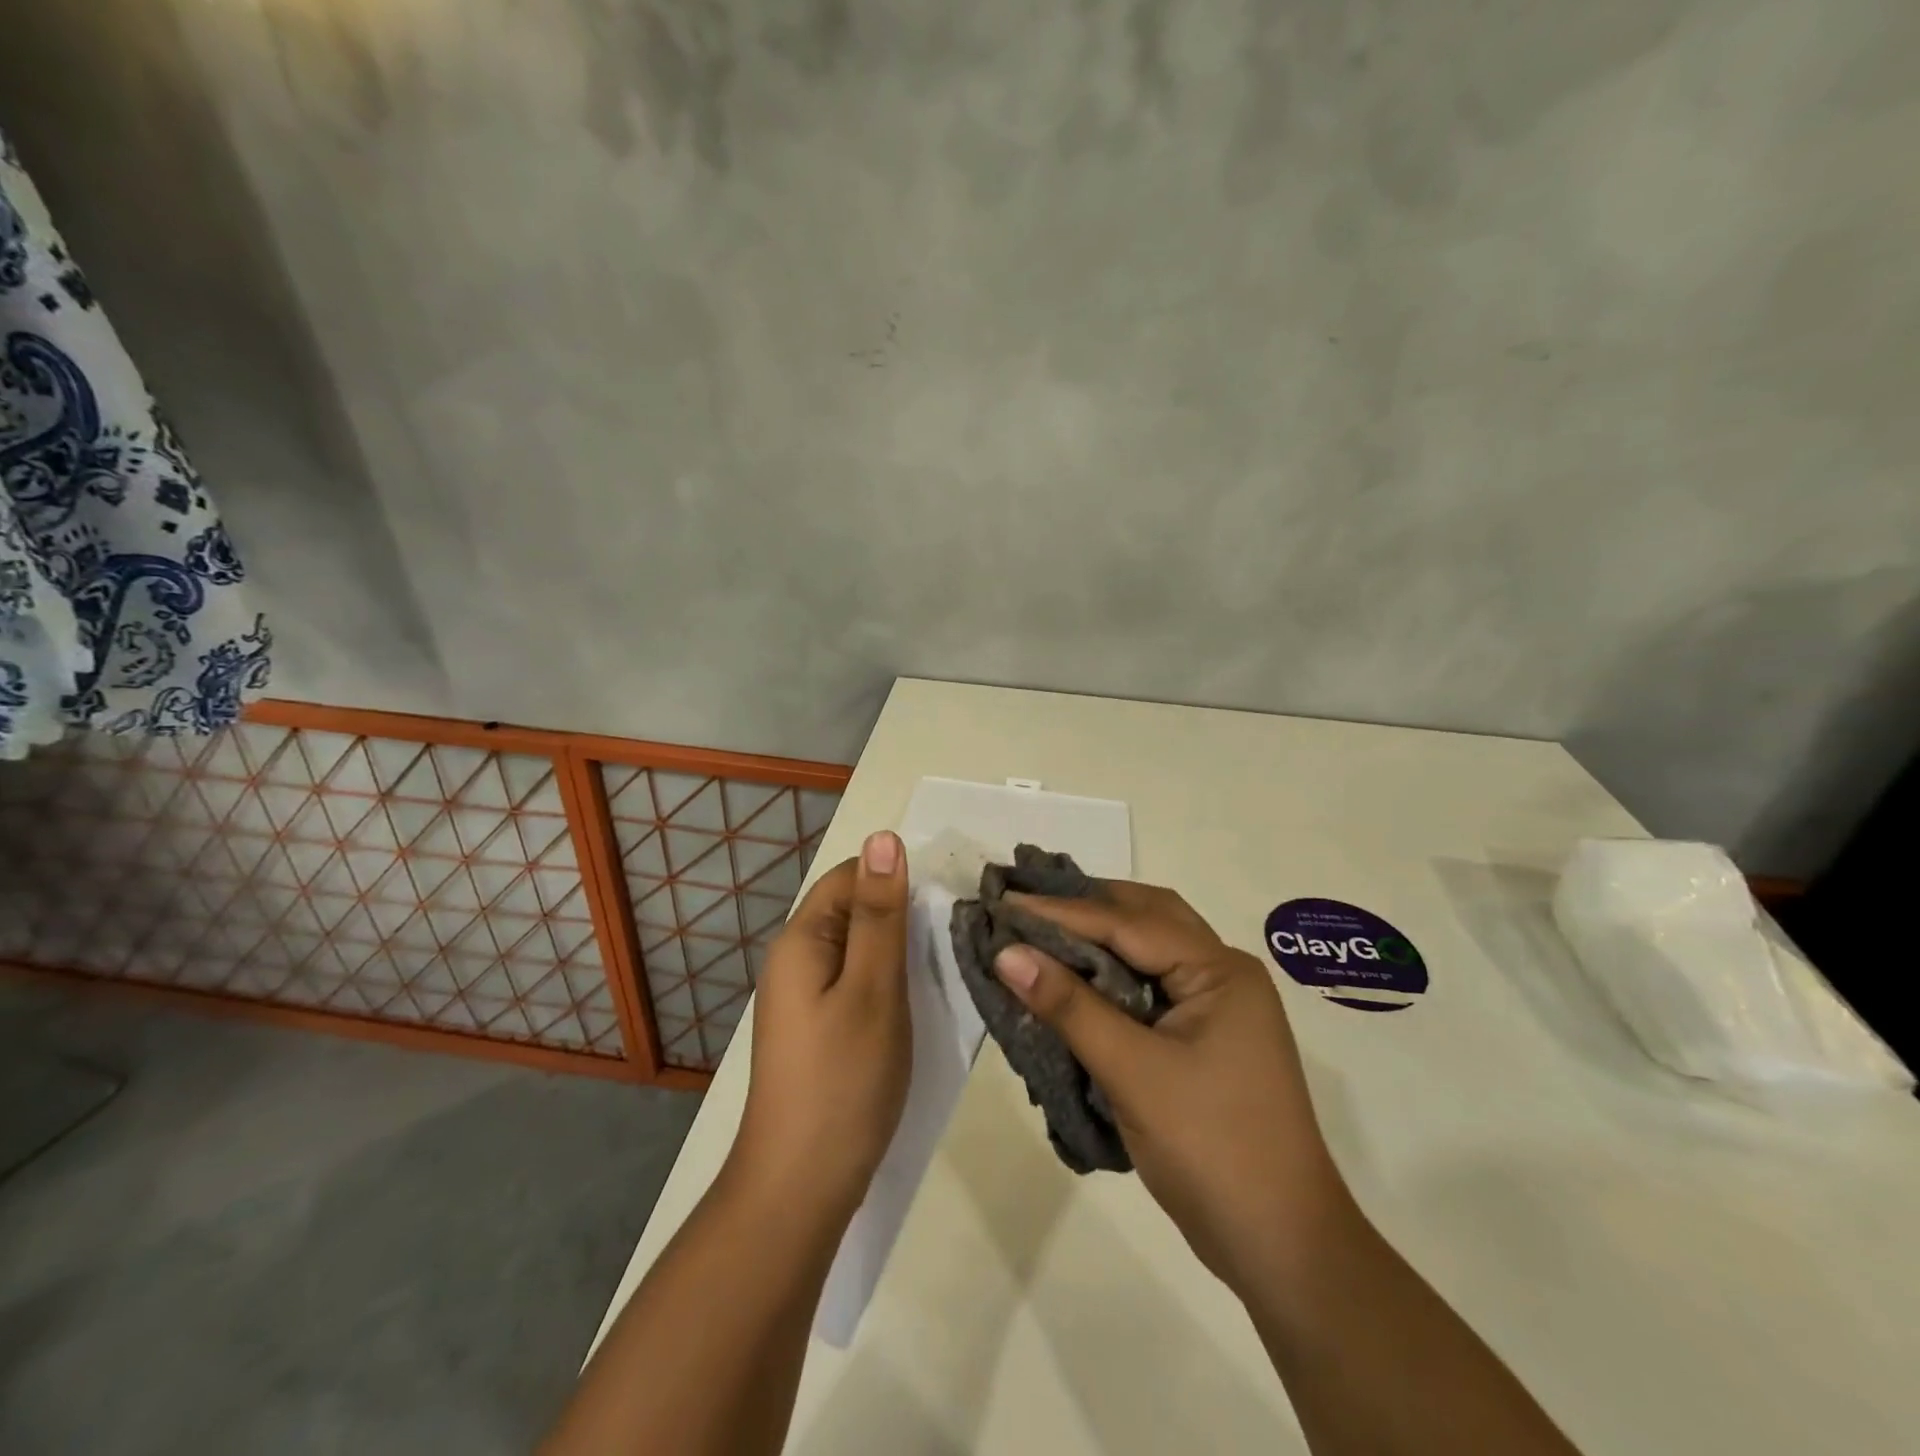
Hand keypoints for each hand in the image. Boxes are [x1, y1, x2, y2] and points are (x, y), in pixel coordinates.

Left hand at [728, 831, 911, 1228]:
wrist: (800, 1188)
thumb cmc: (843, 1081)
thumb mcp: (873, 989)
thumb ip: (881, 914)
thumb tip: (884, 837)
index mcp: (802, 939)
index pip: (851, 875)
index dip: (897, 878)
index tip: (947, 900)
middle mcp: (796, 959)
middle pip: (855, 910)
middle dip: (903, 916)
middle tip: (957, 937)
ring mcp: (805, 997)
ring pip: (860, 949)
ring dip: (901, 952)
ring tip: (948, 967)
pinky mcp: (819, 1028)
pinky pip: (857, 983)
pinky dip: (890, 983)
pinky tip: (920, 1002)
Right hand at [994, 881, 1350, 1291]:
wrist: (1282, 1247)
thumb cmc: (1212, 1149)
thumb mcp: (1133, 1072)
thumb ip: (1069, 1006)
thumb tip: (1006, 952)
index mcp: (1219, 970)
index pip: (1128, 923)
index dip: (1062, 911)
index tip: (1005, 901)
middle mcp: (1222, 974)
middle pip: (1146, 918)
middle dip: (1087, 905)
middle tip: (1026, 901)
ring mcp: (1216, 1007)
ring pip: (1148, 950)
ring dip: (1099, 937)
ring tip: (1043, 928)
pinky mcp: (1203, 1038)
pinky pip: (1149, 985)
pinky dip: (1110, 974)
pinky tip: (1075, 978)